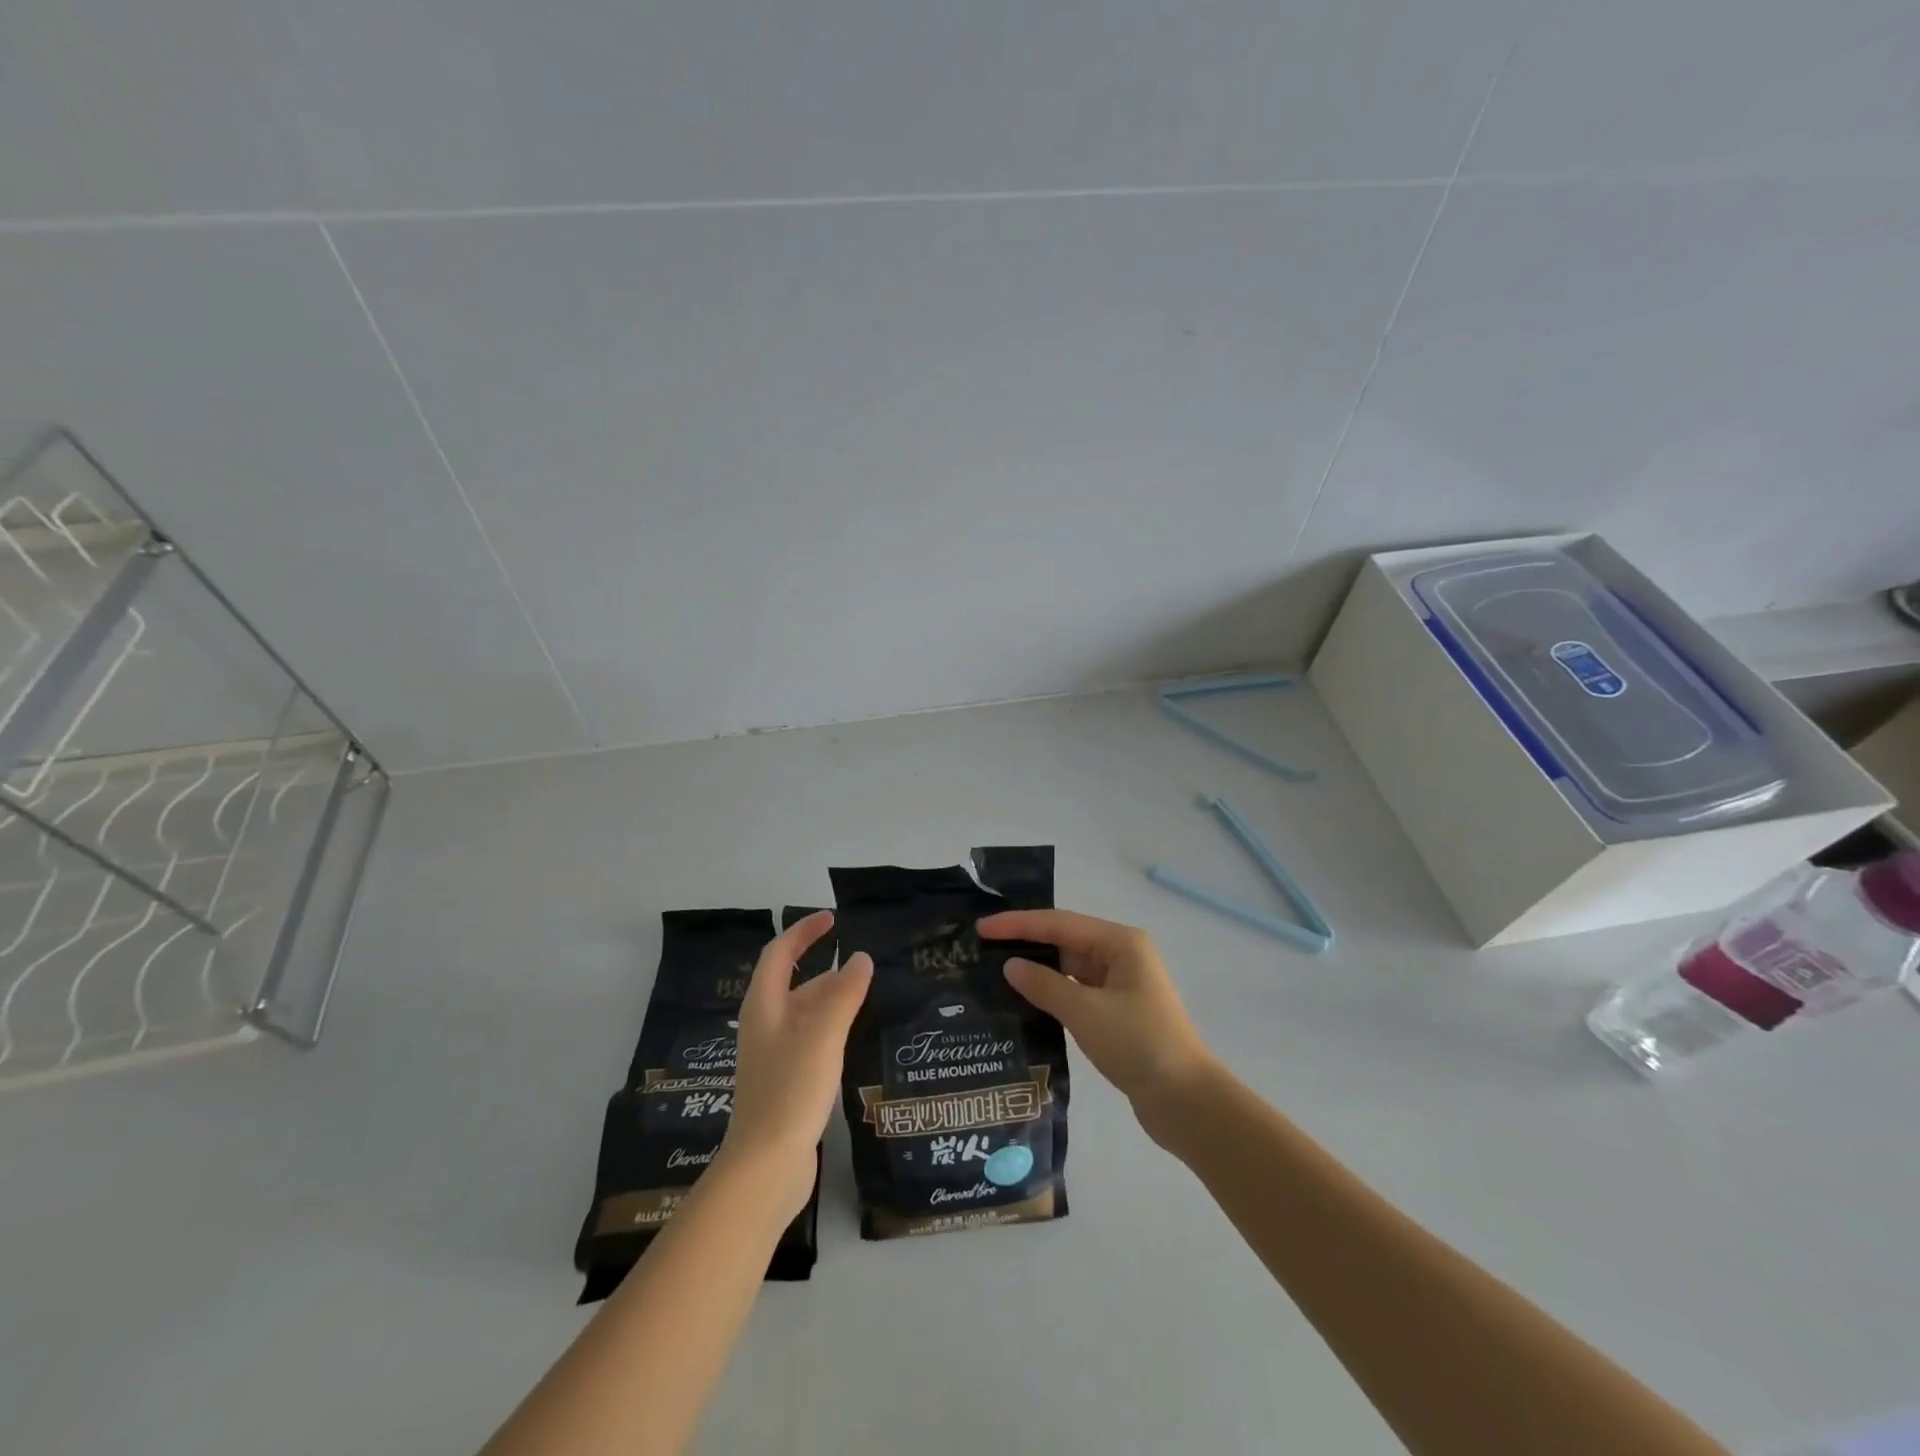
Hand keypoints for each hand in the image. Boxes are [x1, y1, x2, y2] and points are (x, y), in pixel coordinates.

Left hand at [720, 911, 871, 1214]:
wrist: (765, 1165)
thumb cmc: (790, 1089)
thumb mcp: (822, 1033)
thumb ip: (844, 993)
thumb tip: (860, 957)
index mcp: (764, 1005)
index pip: (779, 953)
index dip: (804, 932)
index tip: (832, 918)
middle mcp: (764, 1024)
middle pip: (792, 982)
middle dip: (823, 964)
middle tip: (861, 959)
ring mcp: (773, 1055)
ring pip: (803, 1011)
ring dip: (830, 996)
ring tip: (867, 991)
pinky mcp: (785, 1080)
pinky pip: (810, 1037)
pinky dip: (831, 1025)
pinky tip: (853, 1035)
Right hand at [978, 909, 1216, 1143]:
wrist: (1186, 1102)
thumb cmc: (1138, 1045)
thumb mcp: (1085, 1012)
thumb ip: (1044, 985)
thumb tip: (1010, 966)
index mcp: (1120, 942)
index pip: (1059, 923)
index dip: (1017, 924)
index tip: (981, 928)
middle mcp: (1121, 955)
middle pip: (1064, 940)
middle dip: (1025, 942)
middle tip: (981, 948)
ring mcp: (1120, 984)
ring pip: (1069, 966)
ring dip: (1036, 969)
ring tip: (994, 971)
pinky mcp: (1117, 1011)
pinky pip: (1076, 990)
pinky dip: (1051, 992)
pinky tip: (1023, 999)